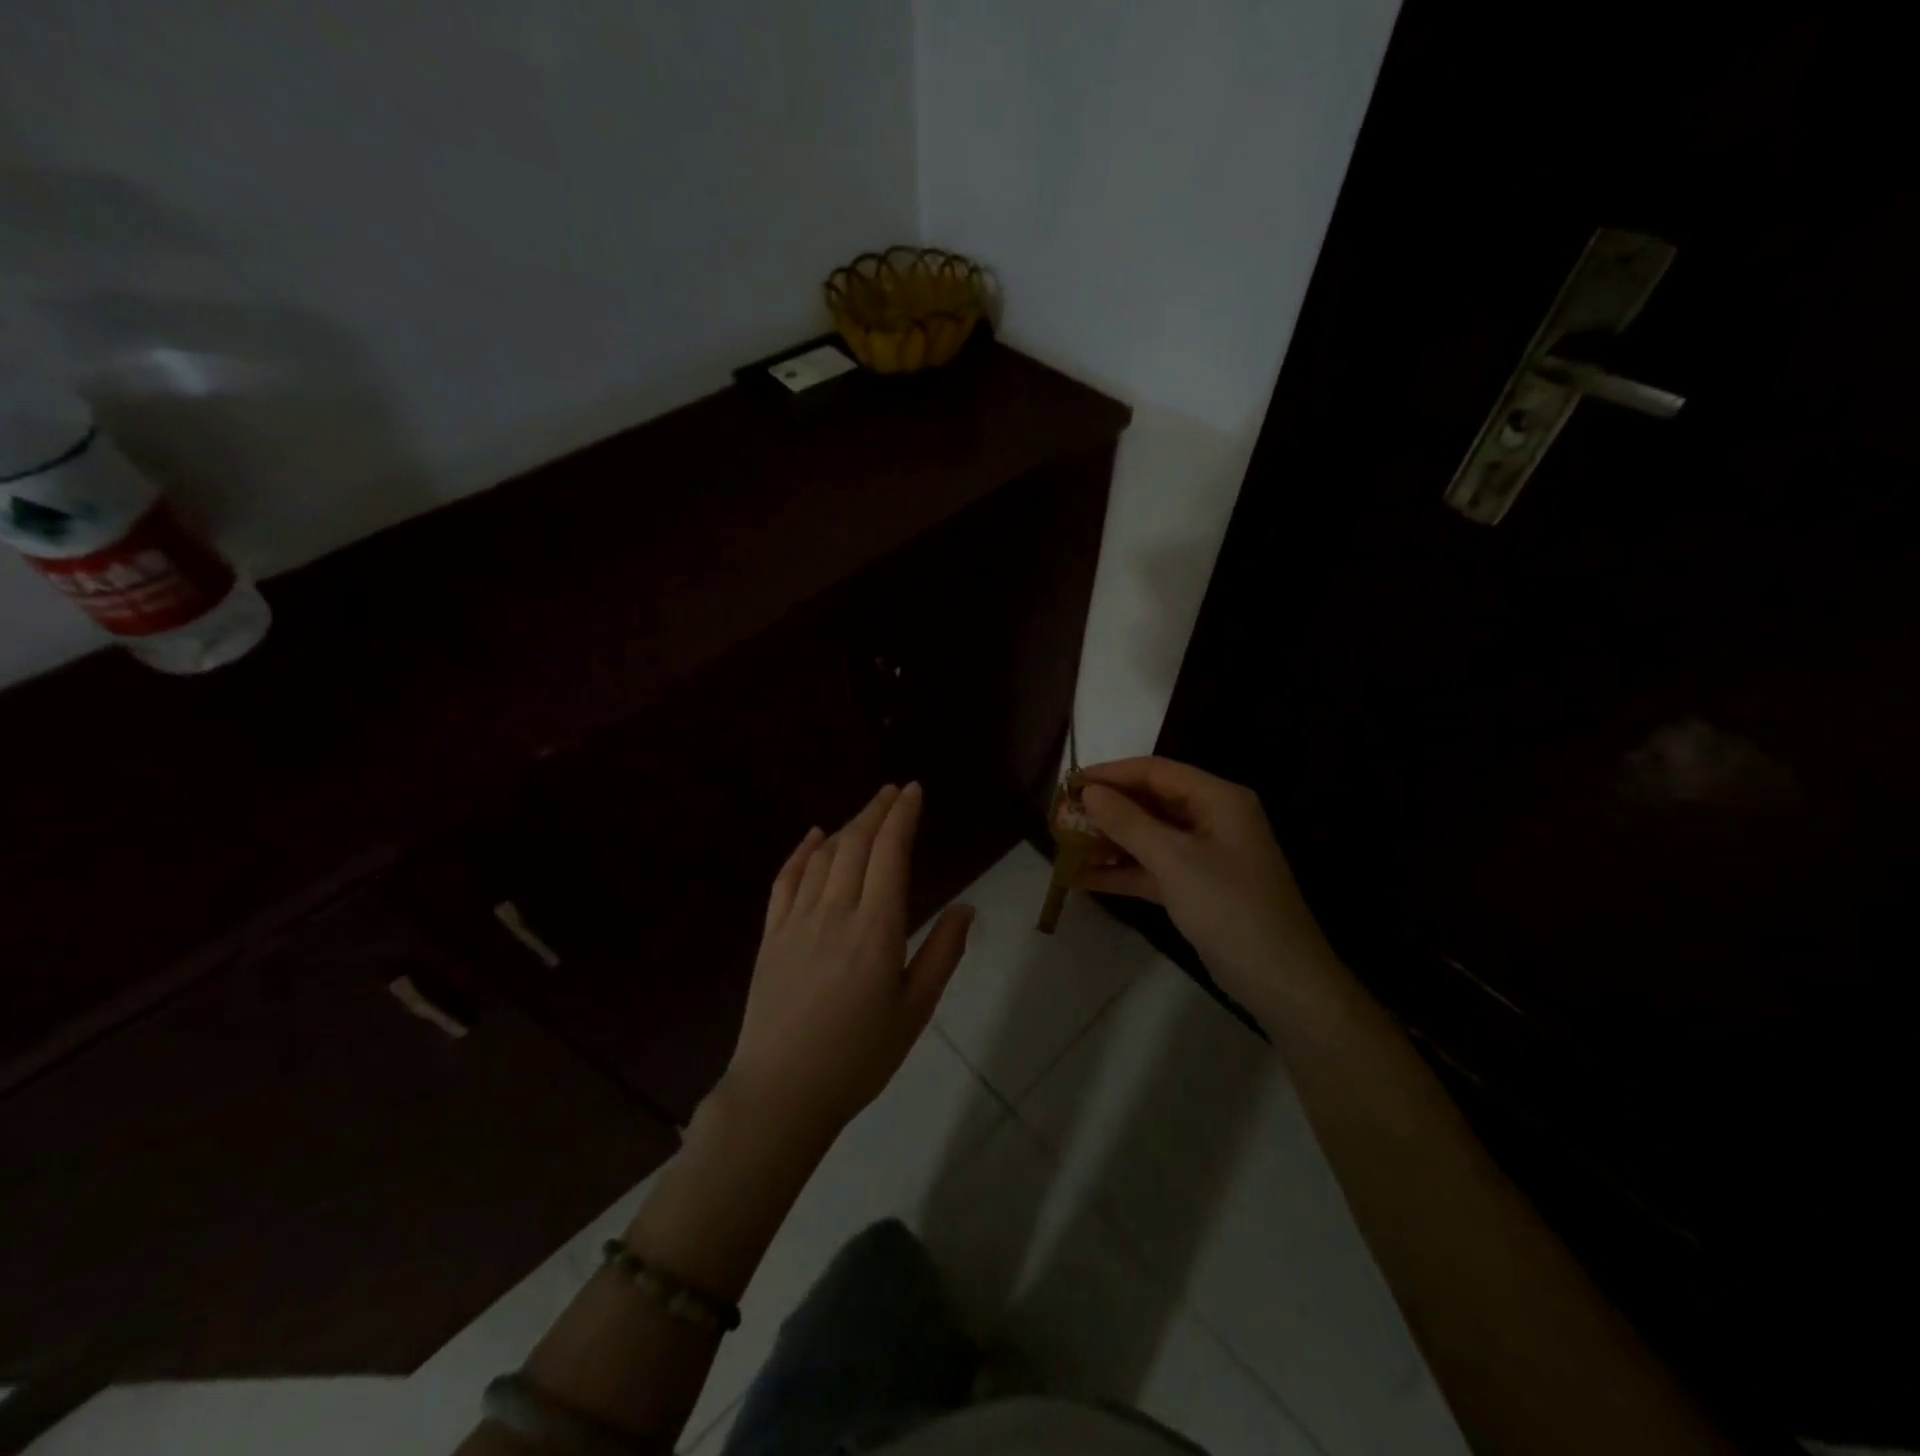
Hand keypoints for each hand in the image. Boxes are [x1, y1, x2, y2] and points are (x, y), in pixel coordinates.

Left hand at [722, 783, 973, 1149]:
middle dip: (877, 810)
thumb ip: (942, 954)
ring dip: (846, 825)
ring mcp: (796, 921)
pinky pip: (785, 879)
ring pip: (823, 856)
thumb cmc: (858, 1058)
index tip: (913, 791)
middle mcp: (835, 912)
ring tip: (866, 812)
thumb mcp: (914, 1011)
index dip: (902, 816)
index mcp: (876, 929)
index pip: (890, 853)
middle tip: (894, 791)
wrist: (781, 1093)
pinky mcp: (770, 935)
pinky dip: (801, 851)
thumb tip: (967, 908)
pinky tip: (813, 836)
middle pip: (856, 843)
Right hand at [1067, 757, 1333, 1009]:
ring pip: (1148, 836)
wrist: (1279, 979)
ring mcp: (1204, 855)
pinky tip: (1082, 878)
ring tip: (1063, 845)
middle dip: (1106, 810)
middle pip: (1150, 802)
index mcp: (1217, 798)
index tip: (1069, 784)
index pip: (1155, 772)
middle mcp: (1211, 818)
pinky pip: (1152, 868)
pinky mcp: (1195, 887)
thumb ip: (1128, 822)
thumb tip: (1089, 792)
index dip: (1110, 774)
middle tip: (1061, 816)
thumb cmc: (1229, 907)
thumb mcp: (1174, 860)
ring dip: (1109, 841)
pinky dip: (1121, 870)